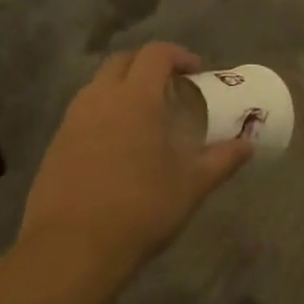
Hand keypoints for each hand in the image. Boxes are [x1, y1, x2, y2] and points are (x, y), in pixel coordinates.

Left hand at [18, 43, 253, 278]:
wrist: (71, 249)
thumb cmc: (140, 208)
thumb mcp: (192, 185)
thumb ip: (223, 159)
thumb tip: (248, 144)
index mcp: (136, 98)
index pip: (155, 54)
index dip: (178, 55)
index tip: (196, 72)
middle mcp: (100, 99)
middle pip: (122, 61)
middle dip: (147, 65)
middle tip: (170, 87)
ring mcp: (72, 121)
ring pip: (98, 86)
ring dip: (123, 88)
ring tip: (145, 116)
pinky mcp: (55, 145)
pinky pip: (83, 113)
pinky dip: (104, 113)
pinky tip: (118, 146)